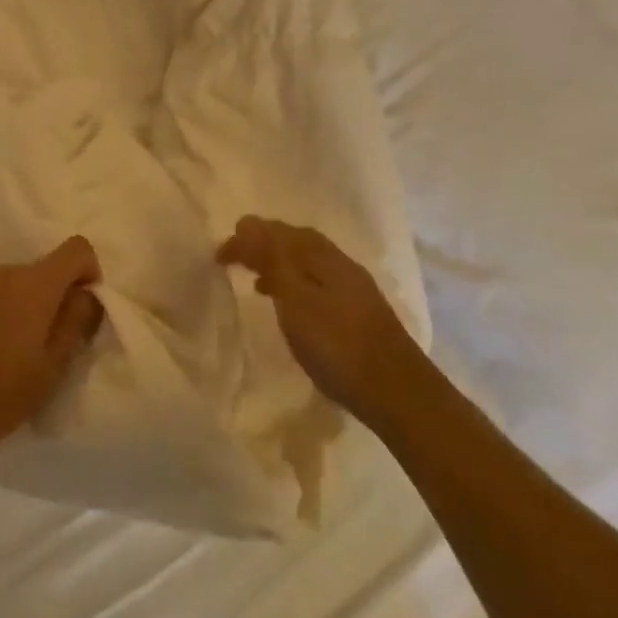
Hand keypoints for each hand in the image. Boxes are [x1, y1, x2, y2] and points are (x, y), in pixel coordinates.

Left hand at [0, 236, 104, 472]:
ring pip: (15, 281)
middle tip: (50, 342)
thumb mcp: (51, 368)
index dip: (89, 272)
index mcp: (34, 285)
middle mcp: (3, 272)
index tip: (82, 309)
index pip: (76, 248)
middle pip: (44, 268)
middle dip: (56, 295)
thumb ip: (76, 323)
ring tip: (15, 349)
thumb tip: (87, 294)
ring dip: (26, 303)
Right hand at [217, 216, 415, 417]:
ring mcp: (353, 286)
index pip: (277, 232)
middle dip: (263, 243)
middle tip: (235, 256)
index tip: (218, 255)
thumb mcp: (296, 300)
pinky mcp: (359, 310)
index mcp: (322, 256)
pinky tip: (289, 304)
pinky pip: (316, 280)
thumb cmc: (338, 345)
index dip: (246, 237)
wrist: (398, 392)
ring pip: (307, 261)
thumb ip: (273, 260)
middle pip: (295, 240)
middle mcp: (339, 262)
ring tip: (254, 279)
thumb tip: (249, 224)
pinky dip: (294, 282)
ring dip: (278, 262)